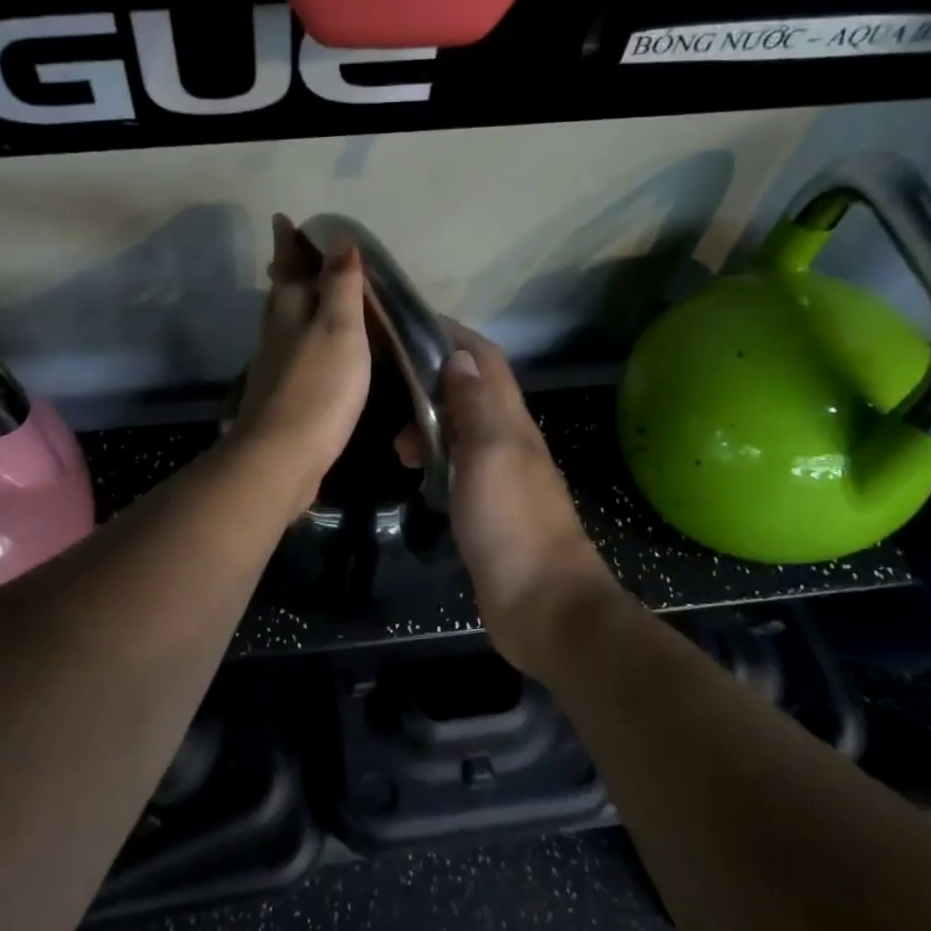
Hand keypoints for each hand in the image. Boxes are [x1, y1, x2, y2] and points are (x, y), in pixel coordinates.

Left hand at [228, 214, 372, 512]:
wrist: (282, 456)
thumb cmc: (318, 387)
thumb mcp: (340, 329)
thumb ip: (340, 286)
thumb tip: (339, 240)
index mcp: (291, 312)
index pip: (290, 267)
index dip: (289, 243)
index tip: (283, 219)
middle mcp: (277, 334)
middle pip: (280, 293)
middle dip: (286, 269)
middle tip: (290, 250)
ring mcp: (275, 367)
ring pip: (282, 323)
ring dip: (291, 303)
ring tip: (302, 293)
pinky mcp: (281, 396)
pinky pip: (291, 353)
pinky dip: (300, 338)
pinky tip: (308, 349)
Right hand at [399, 324, 617, 674]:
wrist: (542, 604)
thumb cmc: (512, 522)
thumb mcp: (490, 452)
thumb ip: (476, 403)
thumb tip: (458, 356)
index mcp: (511, 420)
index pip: (484, 359)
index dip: (452, 336)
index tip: (408, 326)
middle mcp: (507, 439)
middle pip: (469, 389)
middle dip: (429, 380)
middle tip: (389, 392)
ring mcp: (498, 474)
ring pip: (459, 428)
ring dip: (428, 423)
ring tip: (396, 445)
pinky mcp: (487, 506)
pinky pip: (456, 464)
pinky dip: (433, 457)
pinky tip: (414, 472)